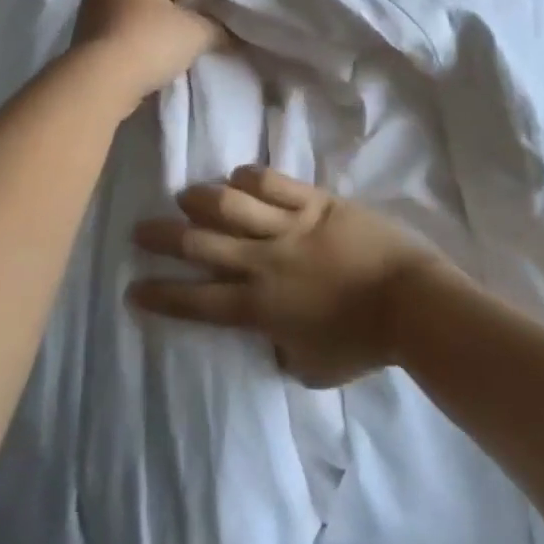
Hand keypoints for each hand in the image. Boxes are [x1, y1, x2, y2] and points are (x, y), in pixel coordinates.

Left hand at [68, 0, 224, 114]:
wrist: (100, 81)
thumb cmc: (151, 42)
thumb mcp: (198, 32)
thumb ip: (217, 27)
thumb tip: (227, 32)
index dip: (201, 3)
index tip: (212, 27)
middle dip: (175, 17)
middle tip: (192, 42)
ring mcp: (89, 8)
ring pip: (135, 17)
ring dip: (152, 33)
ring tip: (169, 58)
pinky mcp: (80, 36)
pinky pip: (119, 35)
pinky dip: (133, 45)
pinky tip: (145, 65)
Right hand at [127, 167, 445, 387]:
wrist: (411, 303)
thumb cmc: (364, 343)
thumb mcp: (312, 367)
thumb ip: (281, 351)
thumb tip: (269, 337)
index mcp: (259, 308)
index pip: (196, 301)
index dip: (161, 296)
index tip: (133, 288)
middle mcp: (263, 262)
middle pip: (200, 244)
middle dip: (162, 237)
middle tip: (140, 230)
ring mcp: (289, 227)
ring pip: (230, 204)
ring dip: (200, 199)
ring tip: (185, 197)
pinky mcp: (315, 202)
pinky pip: (273, 182)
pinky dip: (250, 177)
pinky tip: (238, 177)